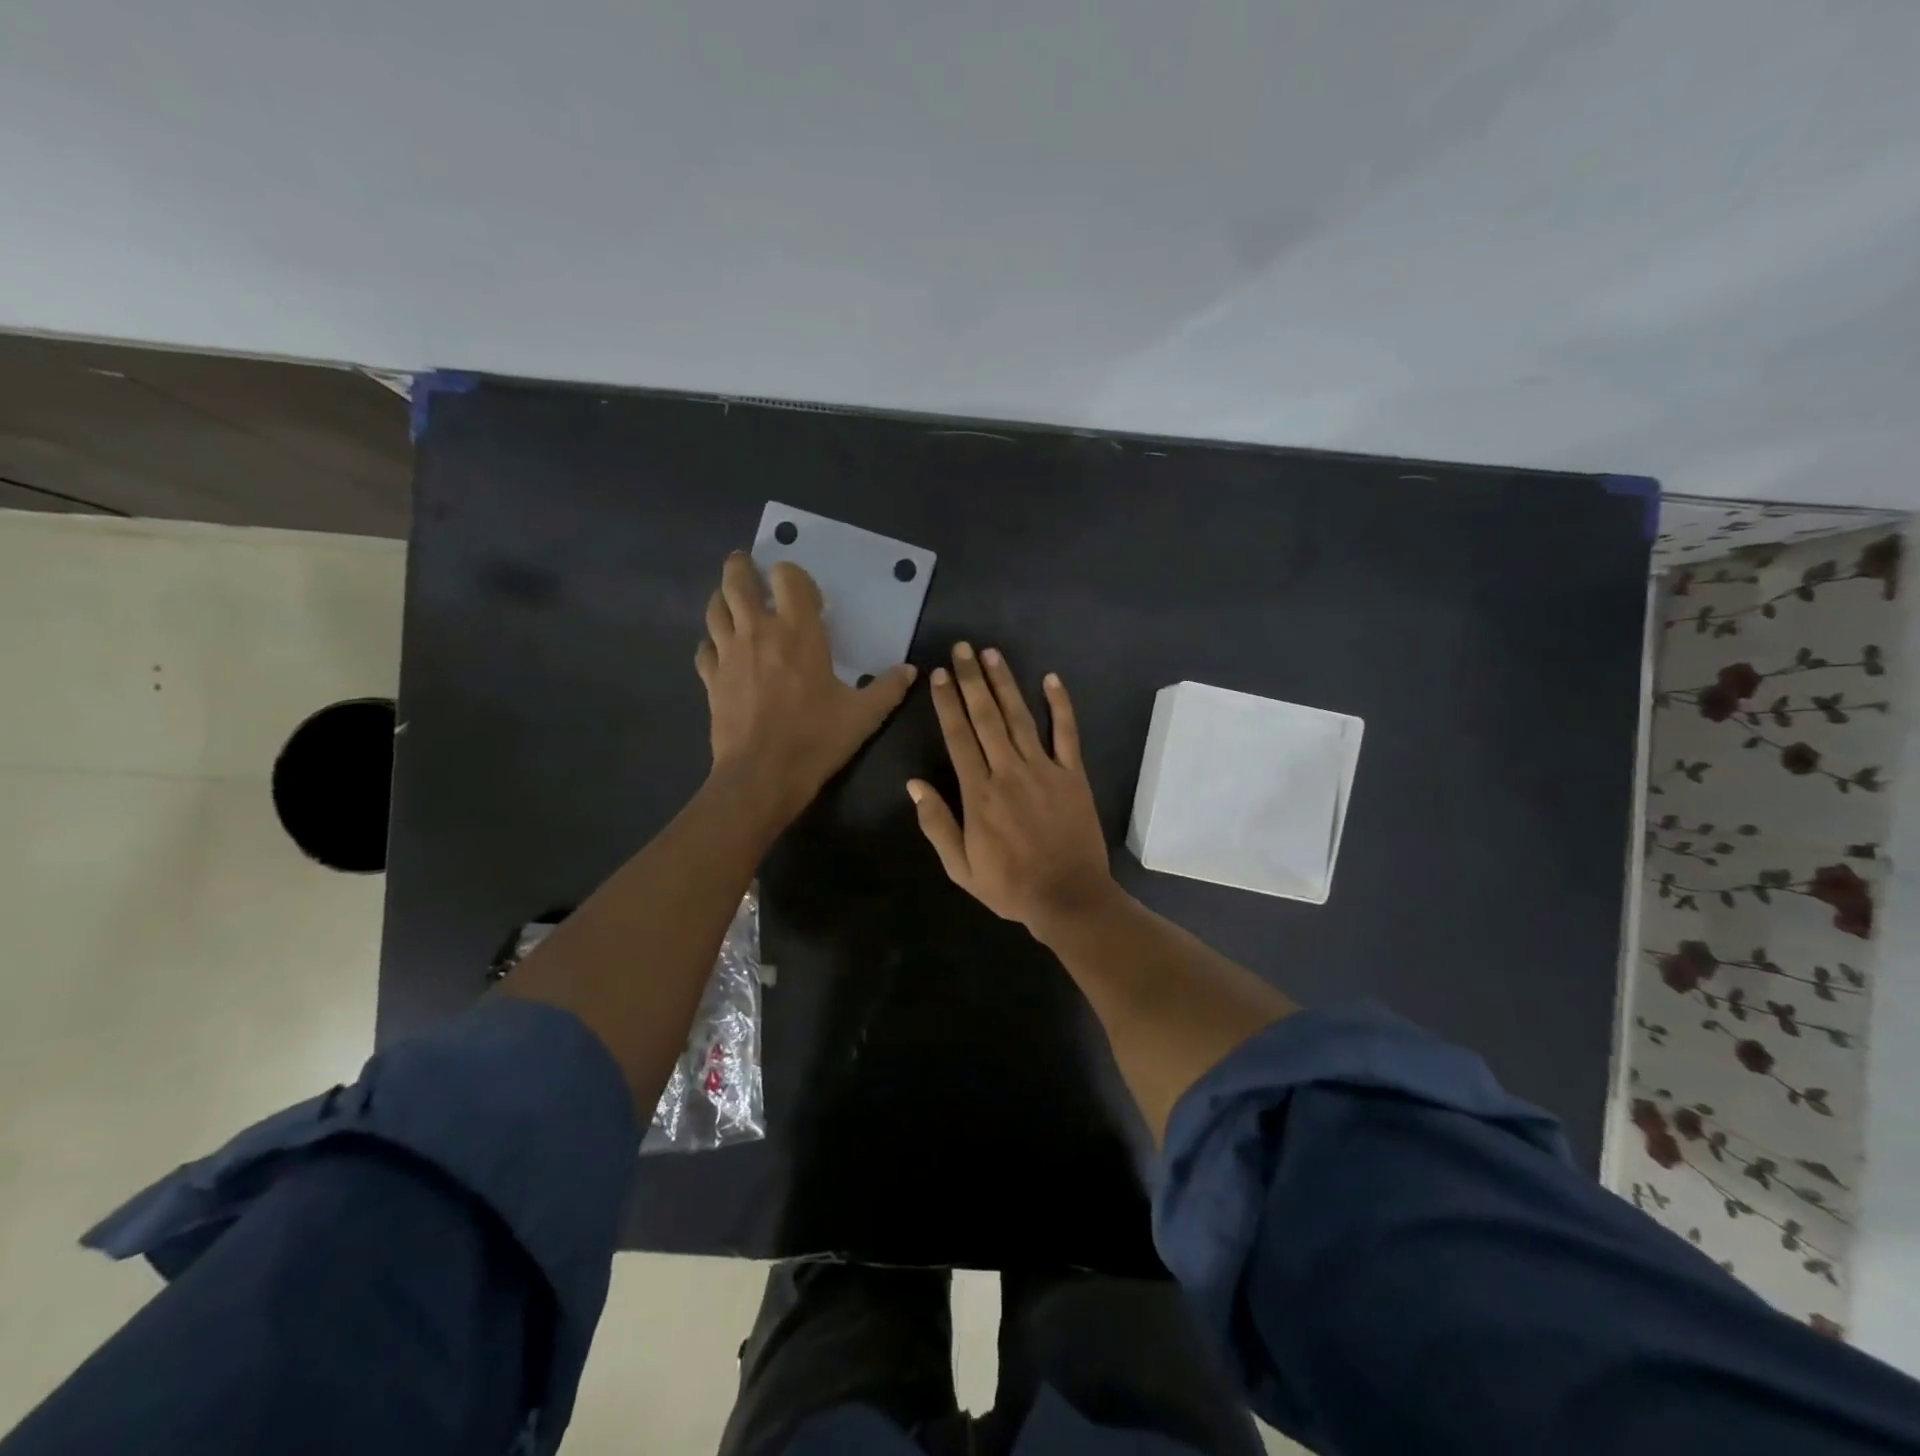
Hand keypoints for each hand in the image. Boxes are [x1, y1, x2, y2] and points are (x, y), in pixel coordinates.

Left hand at [697, 553, 915, 818]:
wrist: (762, 775)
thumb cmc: (816, 738)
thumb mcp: (863, 716)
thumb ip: (888, 689)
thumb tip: (910, 670)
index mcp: (798, 632)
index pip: (788, 578)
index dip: (792, 574)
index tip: (801, 589)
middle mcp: (759, 631)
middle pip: (739, 582)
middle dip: (742, 567)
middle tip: (746, 564)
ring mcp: (729, 654)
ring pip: (715, 609)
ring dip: (722, 597)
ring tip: (730, 598)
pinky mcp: (711, 679)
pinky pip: (704, 649)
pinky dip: (711, 642)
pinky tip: (719, 649)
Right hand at [908, 643, 1117, 937]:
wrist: (1069, 897)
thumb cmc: (1010, 886)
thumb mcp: (961, 868)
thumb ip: (937, 824)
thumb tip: (914, 785)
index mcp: (978, 793)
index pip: (958, 737)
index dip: (947, 703)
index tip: (938, 675)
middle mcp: (1008, 771)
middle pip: (986, 717)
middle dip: (971, 680)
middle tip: (962, 649)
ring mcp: (1044, 769)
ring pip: (1020, 717)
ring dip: (1005, 683)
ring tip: (991, 654)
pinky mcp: (1073, 774)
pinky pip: (1066, 733)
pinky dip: (1060, 705)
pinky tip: (1051, 679)